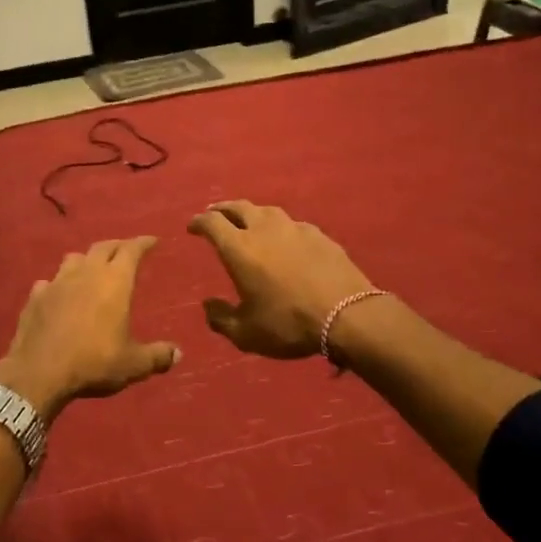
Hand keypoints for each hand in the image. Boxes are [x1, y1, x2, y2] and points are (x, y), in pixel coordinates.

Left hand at [0, 236, 178, 417]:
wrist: (39, 372)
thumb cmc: (93, 362)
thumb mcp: (133, 364)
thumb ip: (157, 356)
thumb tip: (178, 354)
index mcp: (114, 282)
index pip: (131, 250)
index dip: (143, 243)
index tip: (152, 240)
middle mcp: (86, 273)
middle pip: (103, 247)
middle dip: (117, 245)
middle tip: (126, 249)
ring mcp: (56, 283)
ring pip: (74, 258)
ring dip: (87, 259)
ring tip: (92, 267)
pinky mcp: (35, 297)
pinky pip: (49, 282)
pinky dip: (58, 284)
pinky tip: (59, 293)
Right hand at [188, 201, 374, 358]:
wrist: (348, 315)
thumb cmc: (289, 324)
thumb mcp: (246, 334)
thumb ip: (221, 319)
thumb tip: (208, 305)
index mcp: (239, 248)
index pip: (212, 223)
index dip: (199, 222)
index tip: (192, 226)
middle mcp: (264, 229)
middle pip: (238, 207)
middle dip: (222, 209)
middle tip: (215, 214)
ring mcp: (295, 229)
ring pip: (267, 211)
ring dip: (252, 213)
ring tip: (249, 221)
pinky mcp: (320, 235)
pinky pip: (293, 224)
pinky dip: (281, 227)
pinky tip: (285, 238)